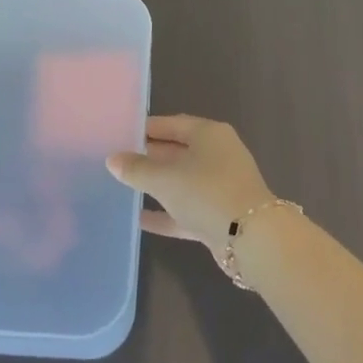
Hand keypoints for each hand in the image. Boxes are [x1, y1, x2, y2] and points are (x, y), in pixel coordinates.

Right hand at [106, 115, 274, 261]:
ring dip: (159, 185)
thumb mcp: (165, 178)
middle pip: (178, 151)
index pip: (173, 124)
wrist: (250, 238)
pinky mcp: (220, 214)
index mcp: (209, 134)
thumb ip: (137, 169)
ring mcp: (221, 185)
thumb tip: (112, 159)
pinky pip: (187, 208)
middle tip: (120, 161)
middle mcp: (218, 154)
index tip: (122, 134)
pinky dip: (167, 213)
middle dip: (151, 157)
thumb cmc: (206, 192)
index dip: (147, 128)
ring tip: (126, 187)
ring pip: (183, 181)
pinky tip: (141, 220)